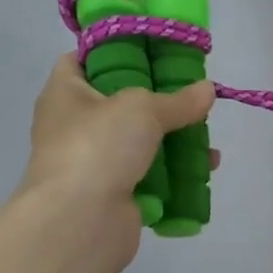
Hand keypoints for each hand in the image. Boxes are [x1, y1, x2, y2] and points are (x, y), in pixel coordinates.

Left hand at [17, 54, 215, 272]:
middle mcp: (74, 126)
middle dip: (158, 99)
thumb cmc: (99, 147)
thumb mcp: (143, 108)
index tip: (149, 49)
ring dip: (174, 138)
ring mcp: (93, 162)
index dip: (110, 50)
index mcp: (64, 94)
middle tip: (189, 92)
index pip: (79, 60)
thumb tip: (208, 90)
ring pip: (139, 141)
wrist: (80, 222)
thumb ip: (178, 99)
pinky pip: (150, 175)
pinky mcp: (114, 194)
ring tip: (205, 131)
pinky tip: (205, 167)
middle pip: (119, 102)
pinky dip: (176, 172)